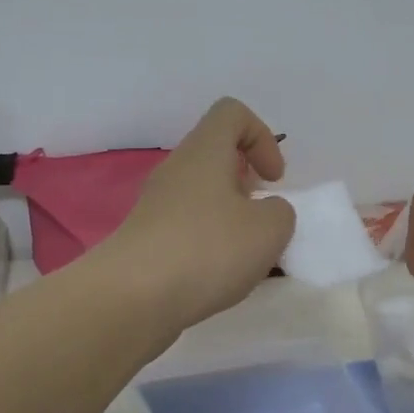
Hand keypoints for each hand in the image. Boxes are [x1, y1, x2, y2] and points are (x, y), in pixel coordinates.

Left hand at [102, 97, 294, 329]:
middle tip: (263, 222)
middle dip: (248, 188)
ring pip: (204, 201)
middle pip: (217, 160)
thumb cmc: (207, 250)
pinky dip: (210, 250)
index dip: (262, 137)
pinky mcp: (147, 243)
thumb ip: (281, 213)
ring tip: (248, 261)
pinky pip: (188, 233)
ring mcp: (156, 209)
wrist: (132, 299)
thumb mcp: (269, 229)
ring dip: (232, 224)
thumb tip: (266, 213)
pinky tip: (221, 282)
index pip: (232, 113)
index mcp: (204, 153)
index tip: (274, 180)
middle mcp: (176, 172)